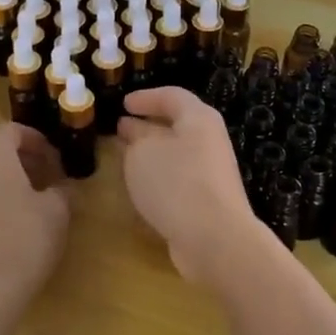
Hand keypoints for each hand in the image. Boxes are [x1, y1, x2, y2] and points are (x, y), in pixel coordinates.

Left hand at [0, 124, 70, 309]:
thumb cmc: (26, 236)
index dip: (37, 142)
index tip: (54, 160)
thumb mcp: (57, 209)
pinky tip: (2, 228)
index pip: (13, 131)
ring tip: (24, 204)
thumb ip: (61, 189)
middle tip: (43, 180)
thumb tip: (61, 188)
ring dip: (0, 183)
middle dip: (19, 162)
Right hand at [117, 87, 267, 289]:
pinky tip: (142, 187)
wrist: (215, 238)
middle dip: (147, 126)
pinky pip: (180, 178)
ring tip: (125, 157)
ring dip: (152, 153)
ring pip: (177, 153)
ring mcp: (212, 171)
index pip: (172, 96)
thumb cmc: (176, 182)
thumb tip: (134, 130)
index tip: (123, 104)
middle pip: (177, 124)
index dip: (146, 97)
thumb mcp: (143, 152)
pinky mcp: (208, 199)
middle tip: (121, 129)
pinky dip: (160, 176)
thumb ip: (135, 137)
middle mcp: (210, 140)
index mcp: (199, 118)